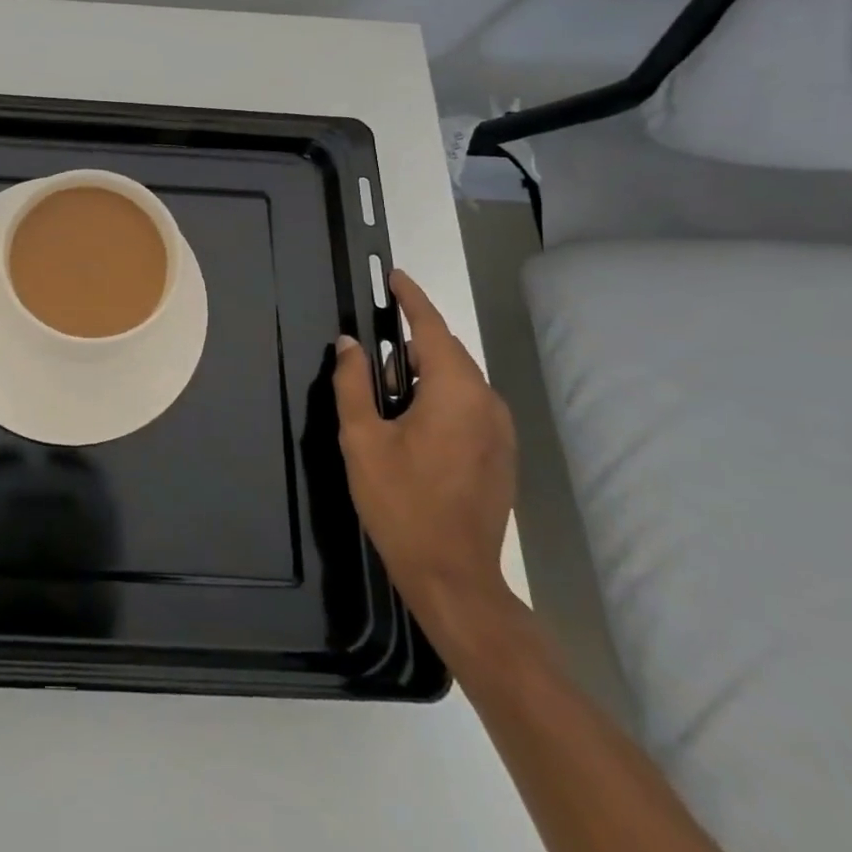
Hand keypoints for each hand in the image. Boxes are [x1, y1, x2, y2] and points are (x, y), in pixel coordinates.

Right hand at [334, 269, 517, 646]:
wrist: (454, 576)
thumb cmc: (401, 502)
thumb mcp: (362, 439)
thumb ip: (353, 383)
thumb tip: (349, 344)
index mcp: (455, 391)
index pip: (431, 328)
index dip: (412, 299)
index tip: (395, 276)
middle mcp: (486, 401)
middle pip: (447, 352)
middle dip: (412, 339)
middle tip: (374, 343)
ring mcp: (500, 429)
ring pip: (458, 380)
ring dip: (424, 371)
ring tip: (387, 386)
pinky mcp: (502, 453)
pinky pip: (468, 404)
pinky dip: (440, 395)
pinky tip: (413, 418)